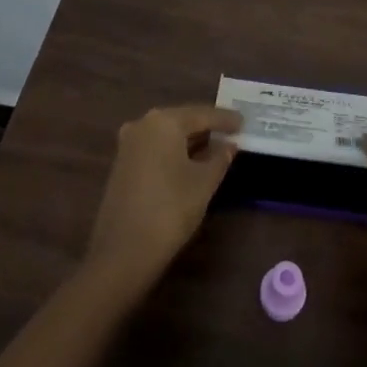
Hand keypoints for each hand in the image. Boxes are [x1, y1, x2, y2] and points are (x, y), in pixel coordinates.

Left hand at [84, 104, 241, 296]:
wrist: (123, 252)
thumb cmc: (170, 209)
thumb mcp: (204, 183)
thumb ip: (220, 158)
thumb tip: (229, 144)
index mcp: (164, 121)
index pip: (202, 114)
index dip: (225, 119)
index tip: (244, 121)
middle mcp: (143, 124)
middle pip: (182, 120)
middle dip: (206, 126)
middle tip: (231, 131)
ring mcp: (128, 144)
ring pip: (167, 135)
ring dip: (190, 140)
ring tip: (214, 145)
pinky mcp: (122, 164)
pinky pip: (155, 148)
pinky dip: (174, 151)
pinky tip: (189, 161)